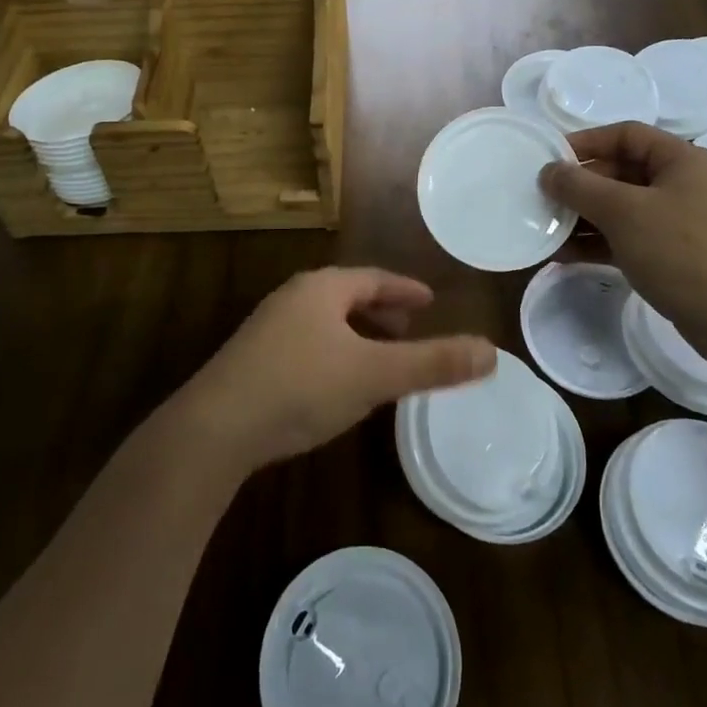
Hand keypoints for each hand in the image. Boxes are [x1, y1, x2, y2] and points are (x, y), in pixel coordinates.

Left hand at [177, 267, 495, 473]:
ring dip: (356, 334)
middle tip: (410, 328)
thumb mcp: (374, 375)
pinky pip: (306, 345)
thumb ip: (432, 364)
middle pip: (347, 297)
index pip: (374, 278)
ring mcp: (268, 329)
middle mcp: (293, 298)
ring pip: (325, 323)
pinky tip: (337, 385)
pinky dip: (333, 353)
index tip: (429, 300)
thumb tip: (491, 351)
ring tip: (380, 358)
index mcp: (323, 288)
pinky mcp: (251, 361)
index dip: (405, 289)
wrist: (214, 429)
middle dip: (381, 311)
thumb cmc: (301, 387)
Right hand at [539, 121, 706, 334]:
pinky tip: (563, 255)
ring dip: (583, 217)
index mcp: (680, 160)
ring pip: (621, 209)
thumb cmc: (683, 252)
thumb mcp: (624, 212)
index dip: (585, 142)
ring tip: (544, 229)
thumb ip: (581, 187)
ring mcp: (678, 222)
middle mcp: (681, 184)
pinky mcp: (673, 256)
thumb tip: (548, 170)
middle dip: (579, 185)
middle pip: (620, 172)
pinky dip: (597, 243)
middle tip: (540, 198)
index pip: (625, 135)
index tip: (548, 158)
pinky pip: (627, 238)